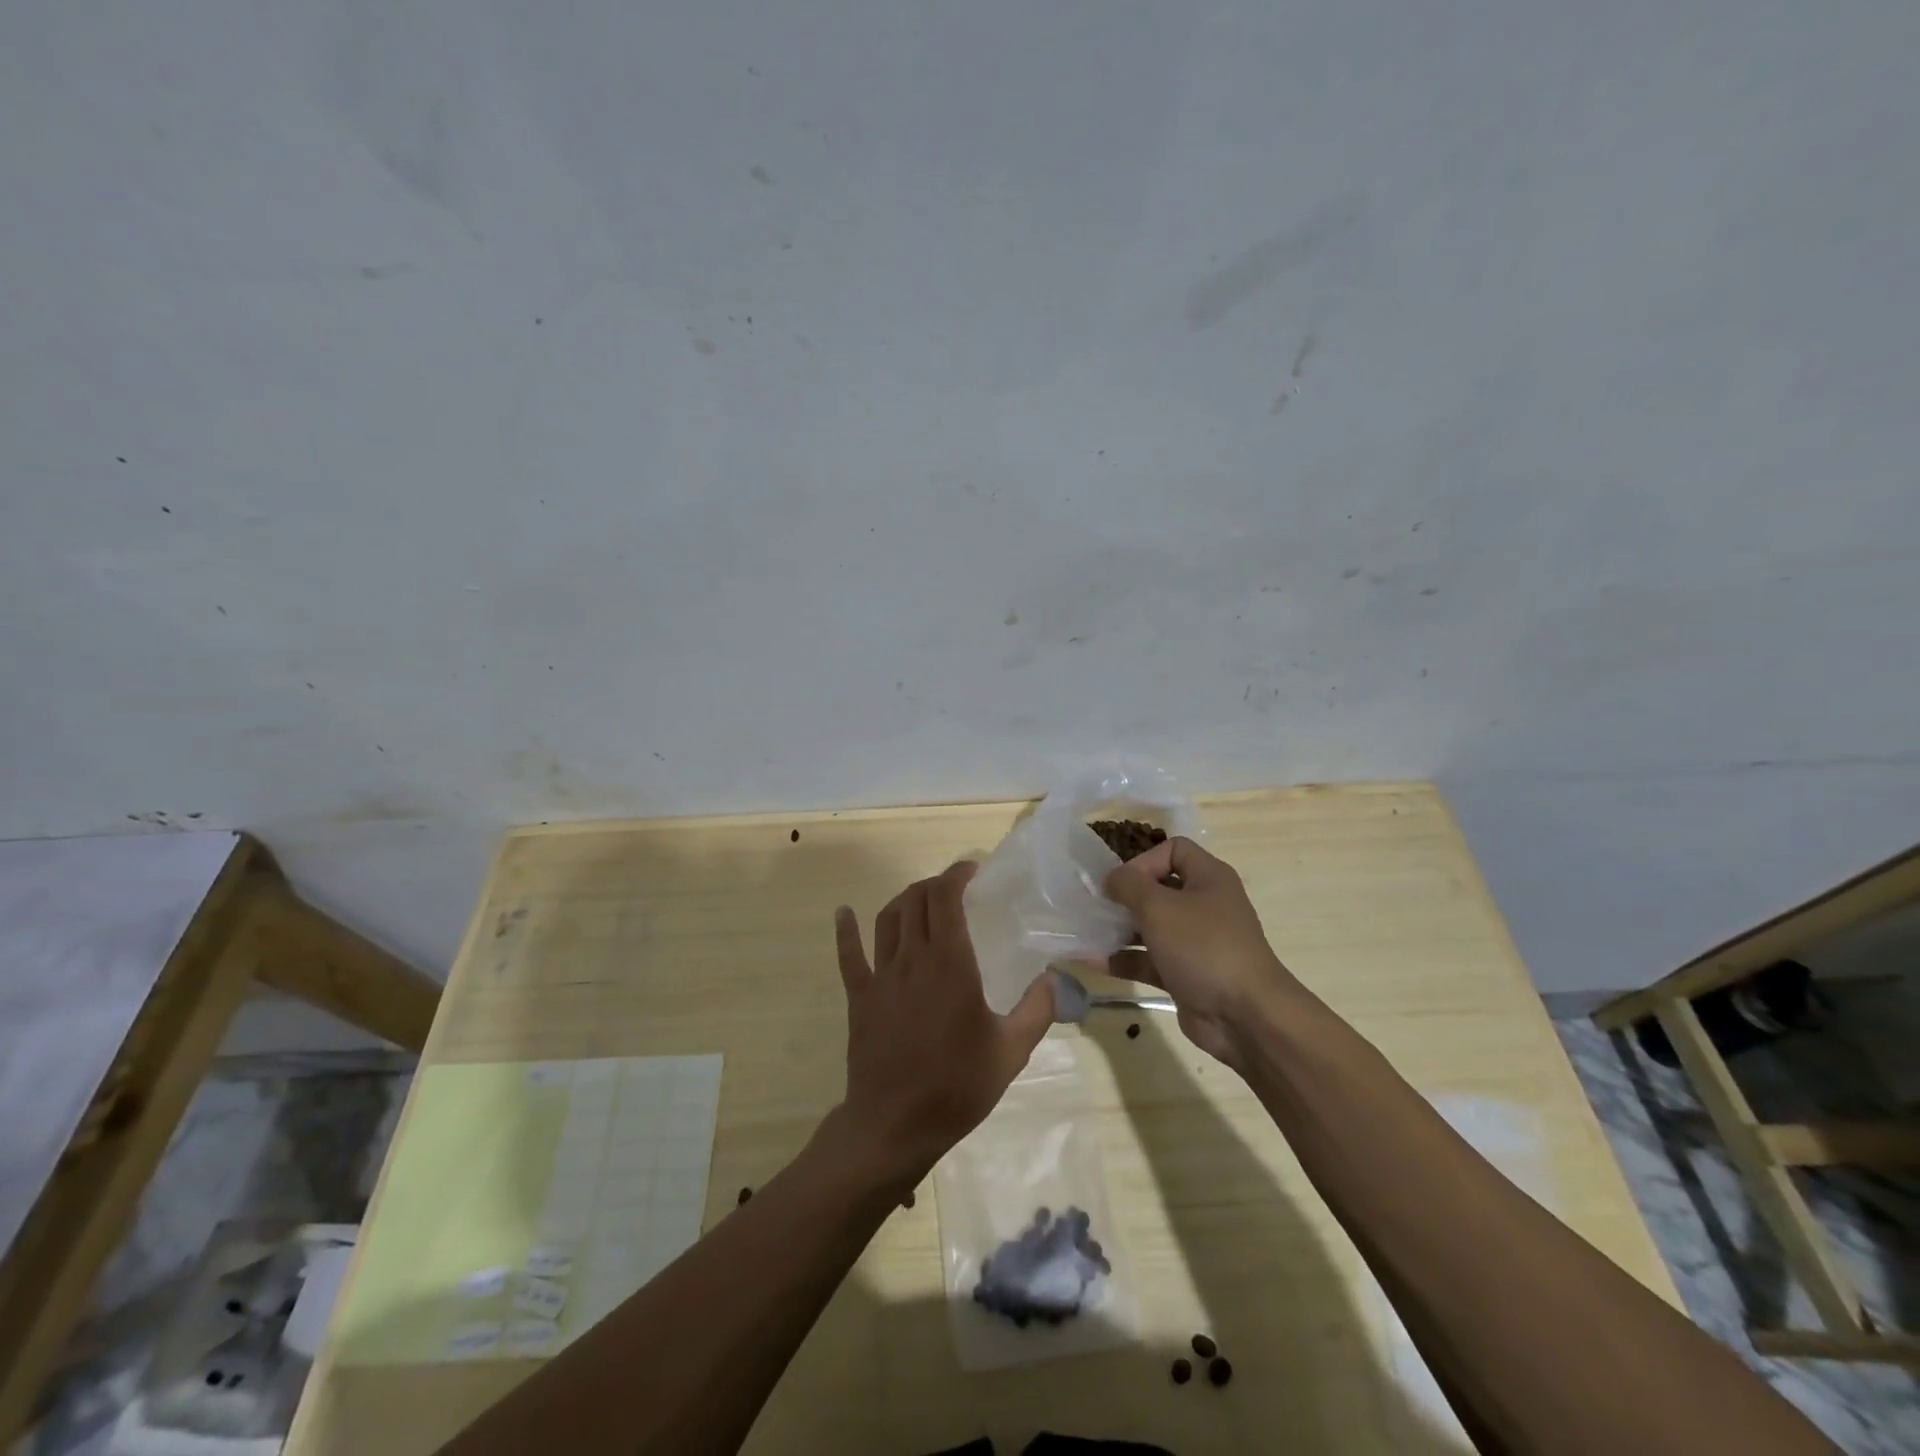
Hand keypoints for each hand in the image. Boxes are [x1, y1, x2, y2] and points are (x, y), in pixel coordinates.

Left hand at [832, 862, 1054, 1179]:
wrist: (895, 1125)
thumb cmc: (957, 1086)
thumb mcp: (1011, 1051)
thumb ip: (1037, 1010)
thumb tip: (1054, 978)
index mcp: (950, 964)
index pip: (946, 898)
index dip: (955, 874)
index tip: (971, 870)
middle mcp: (913, 959)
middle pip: (916, 901)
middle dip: (934, 885)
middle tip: (953, 889)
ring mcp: (881, 976)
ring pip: (887, 919)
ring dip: (904, 901)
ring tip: (920, 899)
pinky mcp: (859, 997)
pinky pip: (849, 956)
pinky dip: (846, 931)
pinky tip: (843, 913)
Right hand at [1102, 837, 1298, 1066]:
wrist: (1245, 1016)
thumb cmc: (1203, 947)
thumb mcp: (1159, 906)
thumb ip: (1129, 885)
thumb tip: (1112, 878)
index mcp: (1208, 878)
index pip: (1173, 850)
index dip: (1144, 860)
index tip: (1120, 882)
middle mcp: (1204, 905)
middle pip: (1158, 888)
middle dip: (1124, 896)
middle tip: (1094, 905)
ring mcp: (1195, 942)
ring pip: (1151, 927)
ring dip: (1118, 929)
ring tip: (1085, 931)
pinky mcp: (1185, 974)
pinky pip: (1148, 960)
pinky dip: (1122, 959)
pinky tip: (1090, 961)